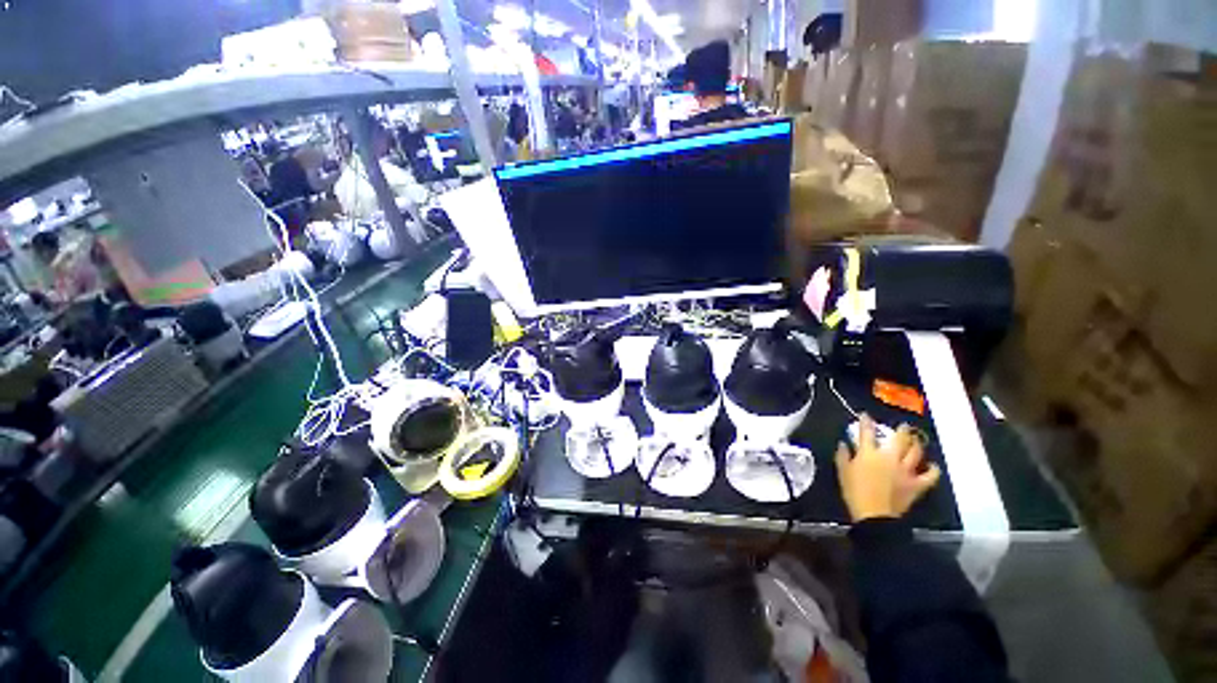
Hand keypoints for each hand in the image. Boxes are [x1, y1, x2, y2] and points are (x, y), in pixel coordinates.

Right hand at [835, 414, 940, 521]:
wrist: (874, 515)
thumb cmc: (854, 491)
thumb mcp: (842, 471)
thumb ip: (842, 455)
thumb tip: (844, 444)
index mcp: (869, 453)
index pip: (867, 432)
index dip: (866, 422)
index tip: (866, 415)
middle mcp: (889, 457)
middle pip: (899, 439)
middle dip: (901, 430)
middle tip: (903, 426)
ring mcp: (905, 470)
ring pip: (915, 453)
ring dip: (917, 445)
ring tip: (916, 440)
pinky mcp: (916, 484)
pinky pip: (930, 476)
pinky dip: (933, 470)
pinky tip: (933, 466)